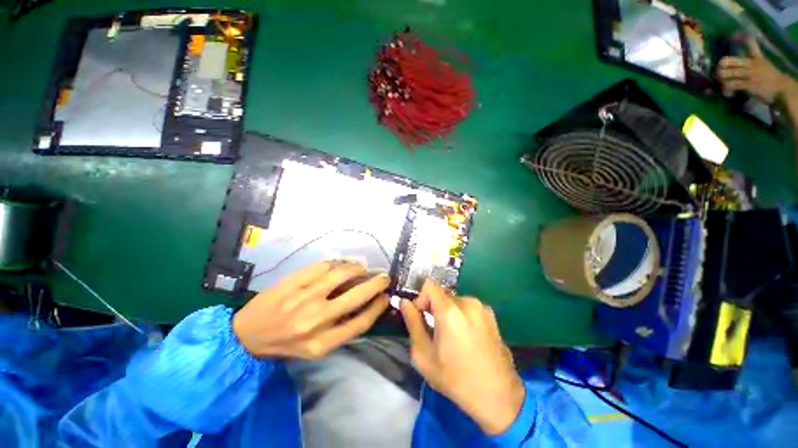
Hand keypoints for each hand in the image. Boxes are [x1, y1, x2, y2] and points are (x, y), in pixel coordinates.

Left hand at [233, 261, 389, 358]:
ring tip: (363, 267)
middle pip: (356, 296)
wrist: (245, 336)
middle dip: (376, 283)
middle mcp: (315, 320)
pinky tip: (343, 264)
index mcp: (322, 343)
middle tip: (384, 276)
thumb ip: (341, 330)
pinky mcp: (292, 281)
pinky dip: (338, 262)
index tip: (386, 296)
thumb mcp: (315, 349)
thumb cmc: (285, 345)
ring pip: (341, 274)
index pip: (361, 323)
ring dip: (358, 268)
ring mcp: (303, 297)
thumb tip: (365, 305)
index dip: (378, 307)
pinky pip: (323, 265)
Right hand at [400, 281, 525, 434]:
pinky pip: (469, 308)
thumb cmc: (455, 378)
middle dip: (434, 308)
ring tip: (452, 337)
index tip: (422, 317)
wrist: (498, 397)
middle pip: (442, 294)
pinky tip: (467, 339)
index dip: (421, 298)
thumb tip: (405, 302)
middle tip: (435, 331)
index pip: (429, 285)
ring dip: (448, 313)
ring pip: (455, 301)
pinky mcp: (492, 316)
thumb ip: (412, 323)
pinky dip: (462, 316)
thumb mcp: (424, 355)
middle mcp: (467, 302)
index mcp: (450, 310)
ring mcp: (482, 308)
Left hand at [717, 36, 795, 103]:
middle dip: (720, 66)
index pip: (750, 43)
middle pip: (729, 61)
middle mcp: (751, 64)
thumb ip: (755, 56)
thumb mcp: (763, 62)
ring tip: (720, 82)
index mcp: (756, 57)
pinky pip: (733, 85)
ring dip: (721, 78)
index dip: (741, 38)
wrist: (781, 89)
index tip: (733, 35)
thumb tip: (746, 48)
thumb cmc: (771, 77)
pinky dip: (727, 88)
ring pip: (729, 73)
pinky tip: (726, 92)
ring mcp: (750, 74)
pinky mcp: (749, 85)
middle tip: (718, 71)